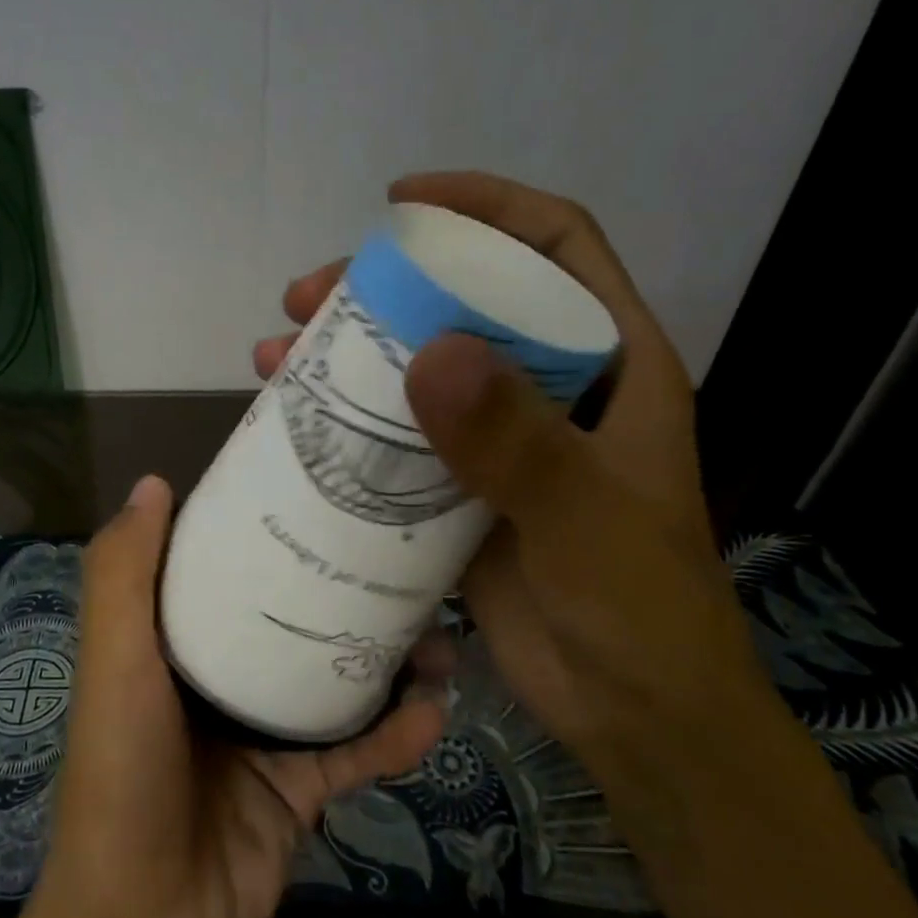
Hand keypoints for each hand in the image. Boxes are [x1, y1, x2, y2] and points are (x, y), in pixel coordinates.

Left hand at [33, 473, 448, 917]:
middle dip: (344, 592)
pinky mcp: (301, 786)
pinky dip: (396, 735)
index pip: (222, 569)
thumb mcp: (115, 659)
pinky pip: (358, 750)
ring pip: (336, 680)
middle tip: (403, 565)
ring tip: (440, 637)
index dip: (262, 531)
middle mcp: (222, 677)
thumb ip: (123, 575)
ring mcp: (264, 733)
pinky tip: (433, 713)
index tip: (316, 495)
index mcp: (175, 642)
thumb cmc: (122, 769)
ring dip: (389, 660)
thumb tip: (155, 481)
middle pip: (290, 619)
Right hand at [255, 171, 772, 796]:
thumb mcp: (586, 519)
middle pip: (466, 302)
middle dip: (384, 286)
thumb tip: (429, 353)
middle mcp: (553, 389)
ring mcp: (502, 440)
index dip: (486, 207)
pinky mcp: (461, 490)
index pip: (554, 247)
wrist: (636, 715)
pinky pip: (399, 435)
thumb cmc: (640, 609)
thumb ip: (518, 441)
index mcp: (610, 366)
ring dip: (349, 354)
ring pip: (419, 368)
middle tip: (306, 297)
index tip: (404, 201)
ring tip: (278, 354)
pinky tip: (295, 421)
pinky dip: (349, 421)